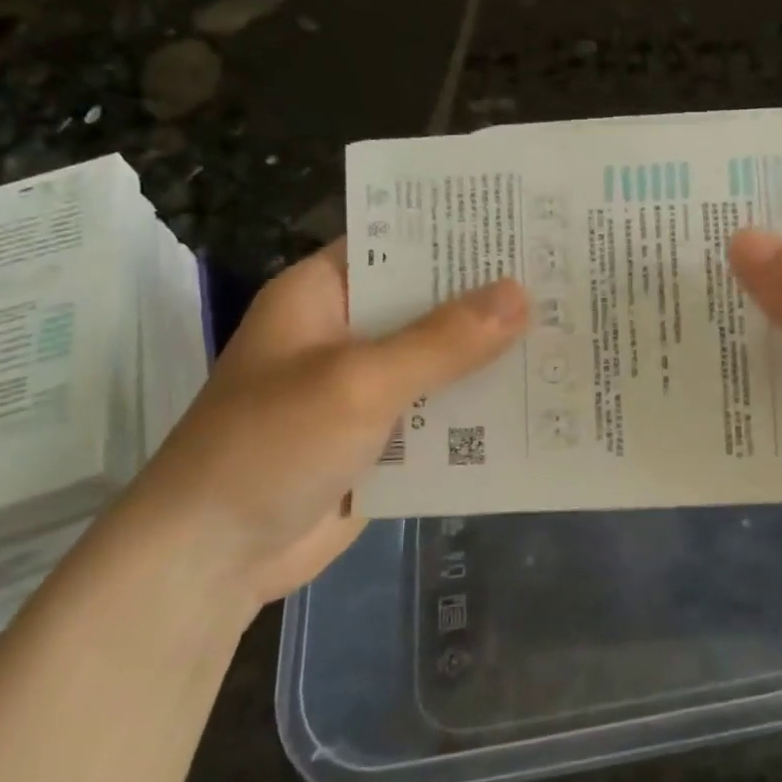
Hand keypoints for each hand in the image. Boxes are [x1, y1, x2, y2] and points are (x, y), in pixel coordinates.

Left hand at [128, 242, 527, 606]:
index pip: (399, 239)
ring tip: (571, 330)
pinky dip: (481, 406)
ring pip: (444, 358)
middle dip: (492, 296)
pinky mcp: (386, 437)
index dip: (458, 230)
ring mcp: (368, 386)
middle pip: (431, 301)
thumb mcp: (359, 381)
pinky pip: (444, 409)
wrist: (210, 562)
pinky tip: (541, 398)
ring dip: (494, 354)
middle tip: (567, 275)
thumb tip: (523, 293)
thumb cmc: (269, 446)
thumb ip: (443, 340)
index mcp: (326, 293)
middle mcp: (350, 331)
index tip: (525, 220)